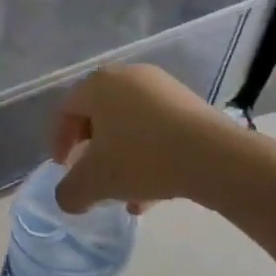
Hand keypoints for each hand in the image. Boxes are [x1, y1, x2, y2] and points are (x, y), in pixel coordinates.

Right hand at [51, 65, 250, 213]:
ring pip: (130, 126)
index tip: (63, 168)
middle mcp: (128, 77)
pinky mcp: (190, 105)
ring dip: (122, 159)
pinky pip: (157, 129)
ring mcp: (163, 88)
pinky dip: (149, 155)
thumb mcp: (95, 182)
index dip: (59, 142)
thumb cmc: (142, 158)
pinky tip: (154, 189)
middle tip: (93, 176)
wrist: (216, 157)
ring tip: (126, 194)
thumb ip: (70, 192)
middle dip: (93, 151)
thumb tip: (67, 199)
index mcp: (98, 84)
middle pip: (99, 117)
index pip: (66, 111)